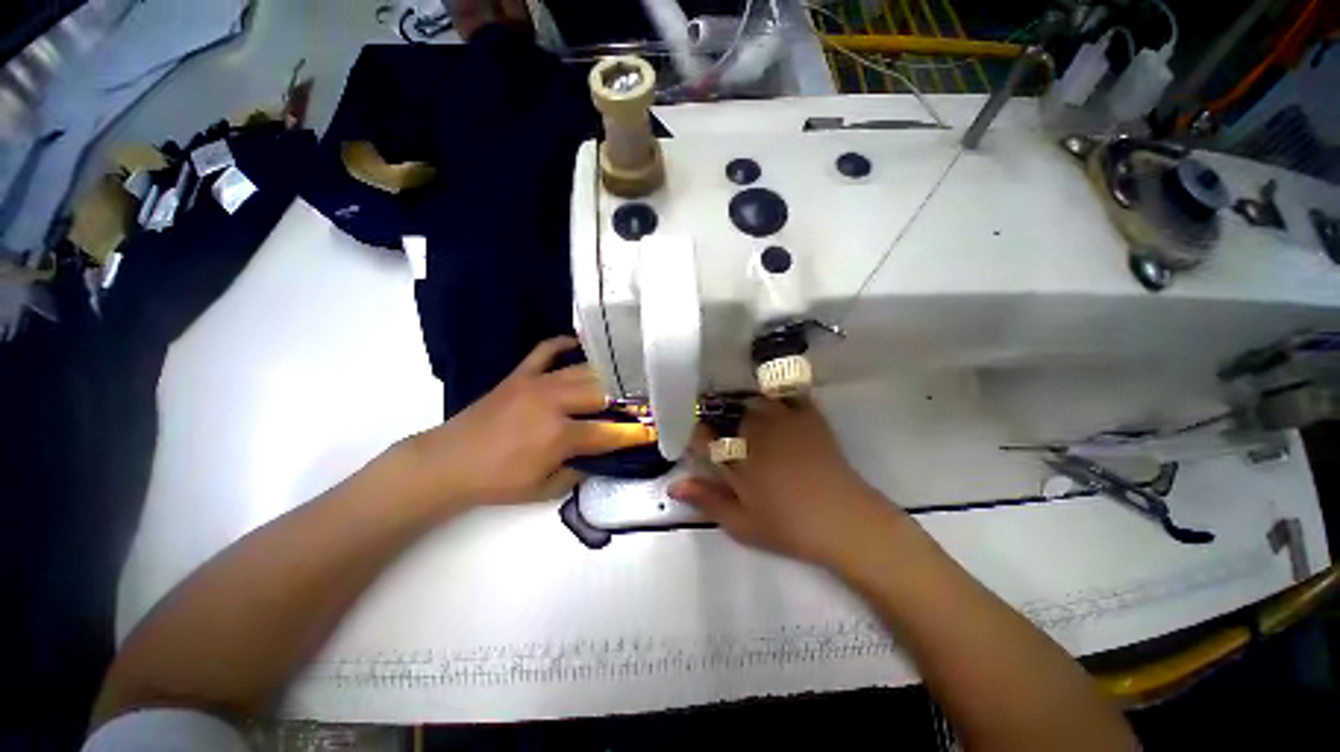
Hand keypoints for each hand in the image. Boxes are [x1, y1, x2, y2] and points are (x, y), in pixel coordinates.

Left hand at [397, 337, 655, 507]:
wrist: (447, 462)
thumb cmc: (497, 482)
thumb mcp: (544, 489)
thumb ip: (580, 471)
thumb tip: (603, 456)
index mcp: (559, 435)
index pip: (609, 432)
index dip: (635, 432)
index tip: (656, 429)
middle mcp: (554, 402)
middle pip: (604, 392)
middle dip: (630, 397)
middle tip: (646, 399)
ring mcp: (537, 382)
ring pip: (583, 370)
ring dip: (608, 374)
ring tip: (627, 376)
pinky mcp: (521, 373)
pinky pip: (547, 349)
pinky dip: (566, 343)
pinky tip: (581, 345)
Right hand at [668, 398, 904, 567]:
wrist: (844, 520)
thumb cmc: (788, 526)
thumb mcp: (741, 522)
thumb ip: (707, 500)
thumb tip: (672, 485)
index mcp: (736, 458)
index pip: (704, 436)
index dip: (697, 435)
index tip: (698, 439)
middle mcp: (754, 432)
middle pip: (728, 414)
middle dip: (721, 420)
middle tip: (725, 431)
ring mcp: (782, 421)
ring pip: (754, 400)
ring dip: (746, 405)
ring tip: (747, 415)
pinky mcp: (808, 417)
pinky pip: (789, 393)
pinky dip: (780, 391)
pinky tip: (776, 397)